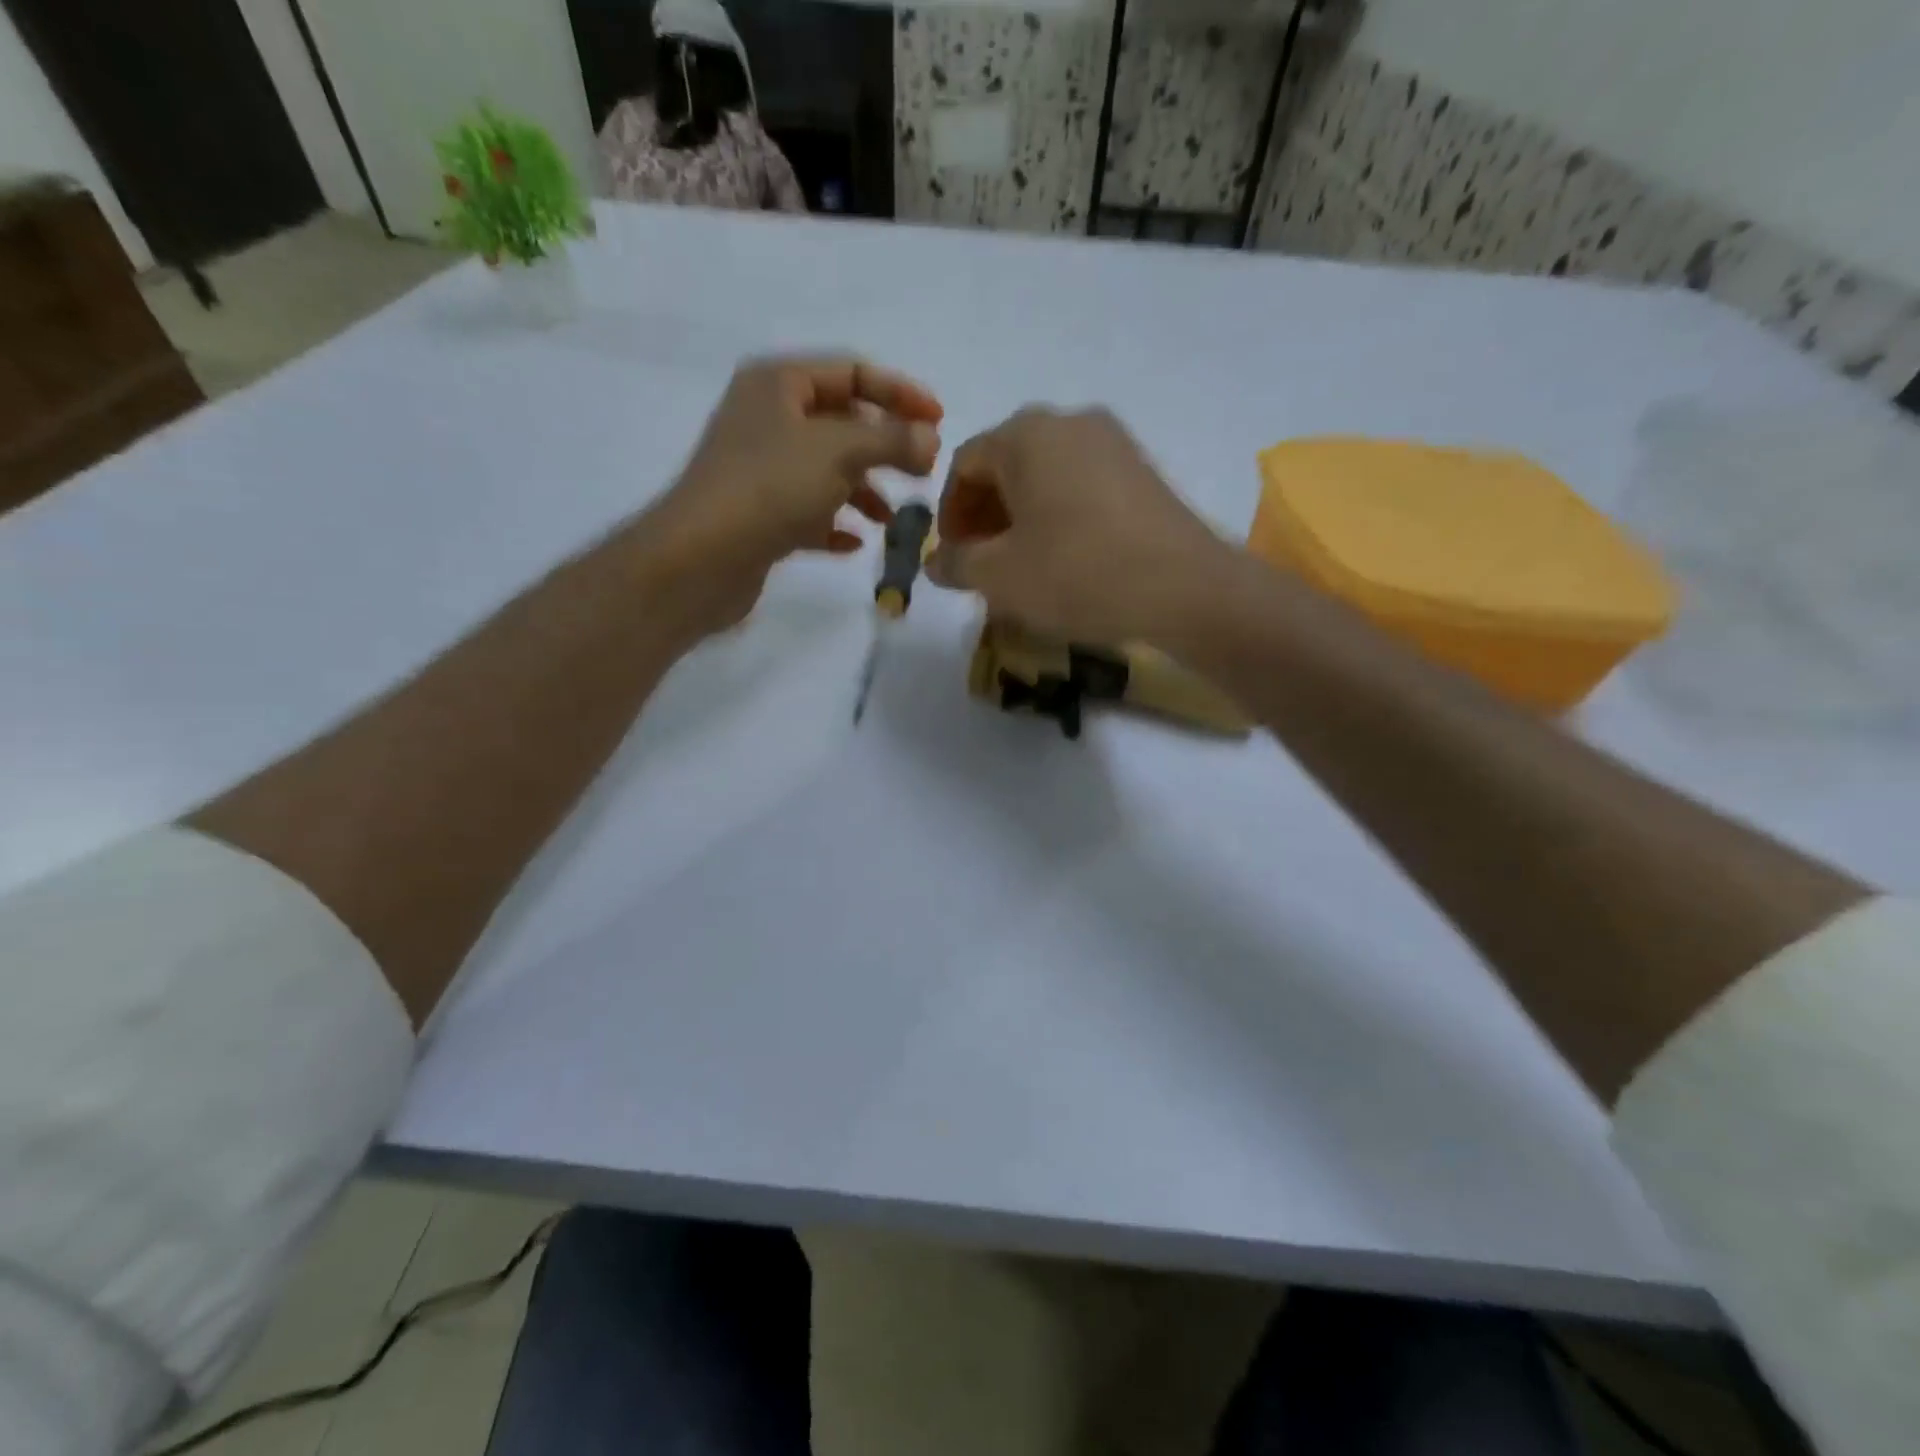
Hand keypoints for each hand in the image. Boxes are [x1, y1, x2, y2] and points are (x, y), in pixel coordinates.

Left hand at [643, 356, 943, 635]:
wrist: (701, 558)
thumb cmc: (770, 487)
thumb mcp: (840, 451)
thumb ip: (892, 440)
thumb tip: (930, 440)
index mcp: (779, 384)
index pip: (852, 372)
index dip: (900, 393)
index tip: (939, 422)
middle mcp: (768, 419)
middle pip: (842, 422)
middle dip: (885, 447)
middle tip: (923, 472)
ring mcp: (761, 469)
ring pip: (828, 470)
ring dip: (865, 490)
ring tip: (892, 520)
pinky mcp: (759, 515)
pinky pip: (809, 512)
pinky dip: (835, 522)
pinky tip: (854, 543)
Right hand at [927, 407, 1229, 642]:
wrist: (1184, 587)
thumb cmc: (1076, 573)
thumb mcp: (999, 577)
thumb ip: (955, 563)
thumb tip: (935, 562)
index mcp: (1024, 434)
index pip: (964, 463)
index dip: (949, 513)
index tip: (953, 556)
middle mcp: (1069, 421)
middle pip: (1006, 464)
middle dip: (985, 514)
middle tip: (983, 562)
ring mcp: (1113, 441)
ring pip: (1046, 475)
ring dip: (1021, 517)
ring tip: (1022, 565)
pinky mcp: (1143, 469)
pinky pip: (1082, 485)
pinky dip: (1059, 514)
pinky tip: (1065, 557)